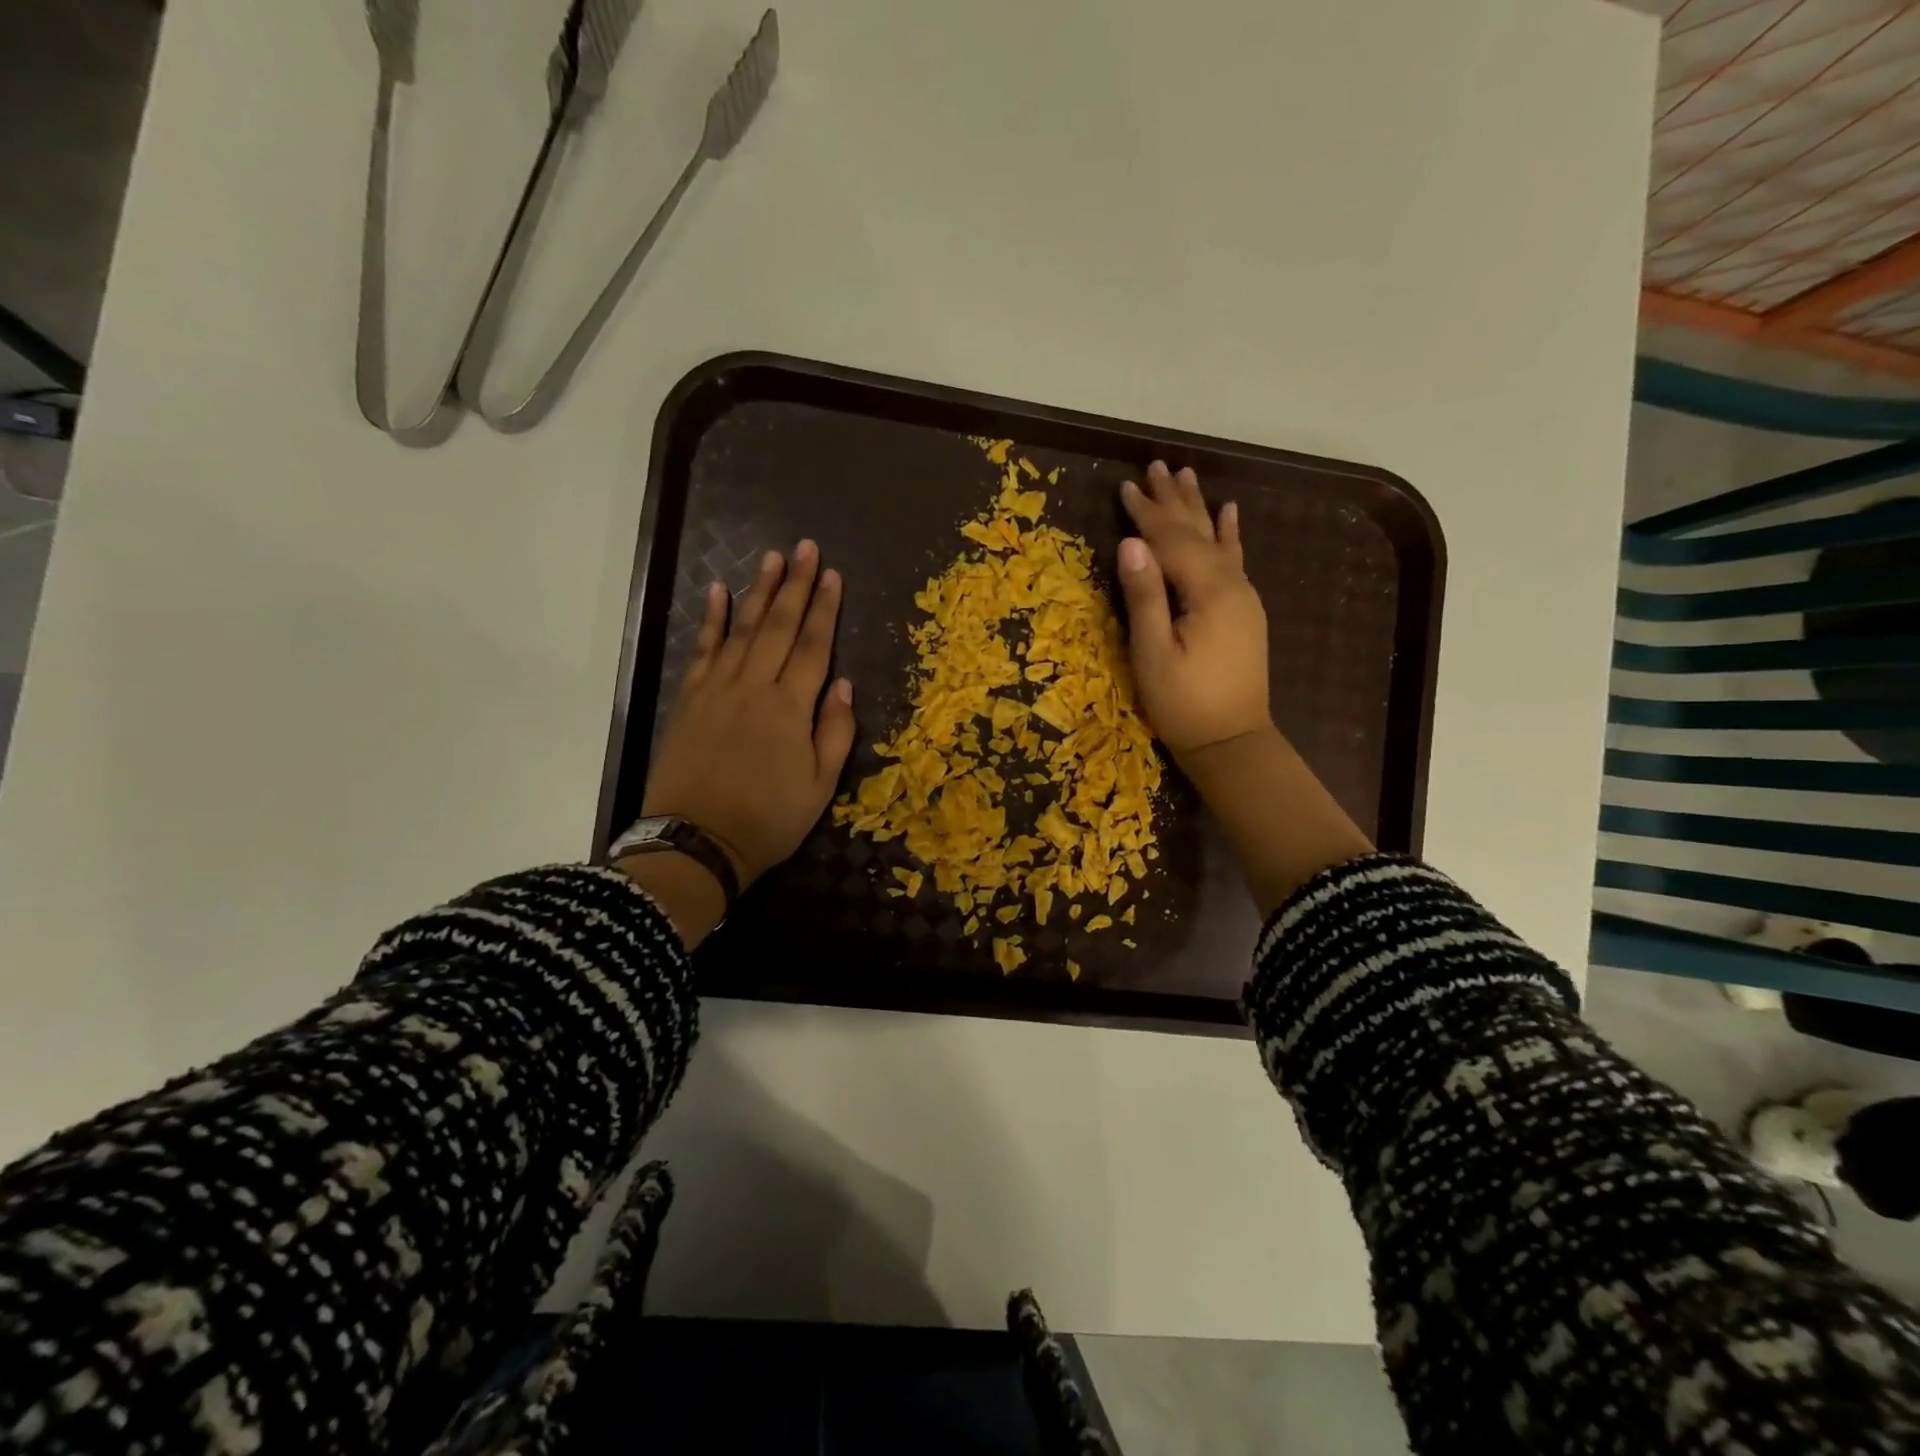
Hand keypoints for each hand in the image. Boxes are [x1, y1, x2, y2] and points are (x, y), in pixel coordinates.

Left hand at [641, 541, 856, 889]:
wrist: (696, 843)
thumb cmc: (768, 819)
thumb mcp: (820, 786)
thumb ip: (834, 731)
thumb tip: (841, 684)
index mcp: (790, 708)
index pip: (813, 646)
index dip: (824, 609)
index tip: (832, 575)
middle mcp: (754, 687)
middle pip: (779, 626)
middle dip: (795, 585)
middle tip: (805, 547)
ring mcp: (717, 689)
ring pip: (742, 629)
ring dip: (758, 591)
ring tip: (771, 557)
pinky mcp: (689, 699)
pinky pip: (703, 650)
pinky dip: (712, 620)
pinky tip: (718, 592)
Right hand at [1115, 463, 1371, 913]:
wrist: (1232, 742)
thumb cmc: (1184, 704)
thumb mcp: (1152, 654)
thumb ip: (1144, 596)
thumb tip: (1130, 543)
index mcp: (1208, 592)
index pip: (1171, 541)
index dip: (1145, 514)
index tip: (1124, 486)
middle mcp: (1232, 584)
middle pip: (1197, 532)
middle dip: (1172, 500)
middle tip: (1156, 465)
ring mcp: (1243, 596)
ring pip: (1217, 540)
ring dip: (1198, 508)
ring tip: (1185, 476)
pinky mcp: (1244, 611)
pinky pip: (1236, 560)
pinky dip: (1230, 533)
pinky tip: (1230, 512)